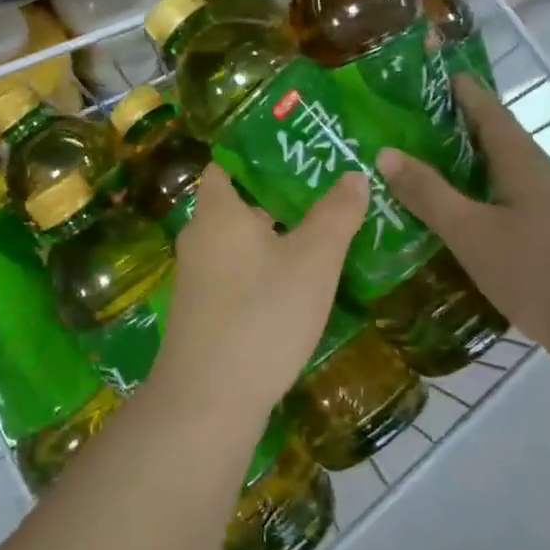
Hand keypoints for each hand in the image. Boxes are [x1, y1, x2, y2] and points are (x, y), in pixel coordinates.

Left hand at [155, 164, 368, 421]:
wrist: (208, 398)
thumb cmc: (263, 313)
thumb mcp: (313, 260)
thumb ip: (336, 214)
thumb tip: (353, 175)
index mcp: (217, 211)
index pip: (226, 165)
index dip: (256, 154)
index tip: (296, 151)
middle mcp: (199, 237)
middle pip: (237, 205)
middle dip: (277, 198)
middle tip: (324, 193)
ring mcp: (196, 278)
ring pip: (238, 244)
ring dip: (273, 238)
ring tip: (320, 235)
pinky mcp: (202, 312)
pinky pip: (235, 275)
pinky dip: (262, 270)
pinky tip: (294, 286)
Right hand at [377, 77, 549, 345]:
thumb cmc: (536, 271)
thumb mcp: (470, 231)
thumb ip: (428, 192)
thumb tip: (386, 152)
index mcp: (519, 160)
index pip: (485, 108)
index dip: (456, 88)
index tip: (417, 76)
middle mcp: (532, 173)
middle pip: (487, 136)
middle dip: (445, 125)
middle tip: (398, 123)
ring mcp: (539, 205)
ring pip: (490, 170)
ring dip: (454, 162)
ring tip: (409, 162)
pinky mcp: (540, 233)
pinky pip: (494, 199)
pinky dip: (466, 194)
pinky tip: (441, 212)